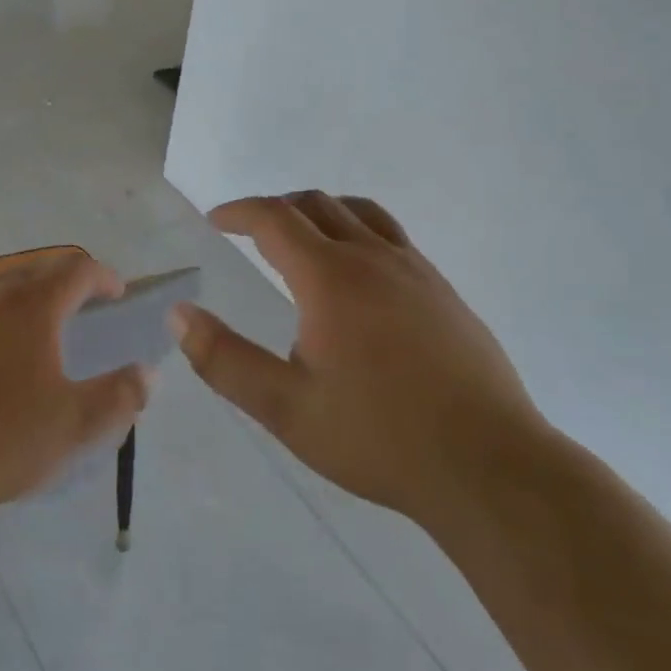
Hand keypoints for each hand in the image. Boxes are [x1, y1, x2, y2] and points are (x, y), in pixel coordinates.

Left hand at [0, 252, 150, 521]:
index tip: (116, 295)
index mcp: (31, 304)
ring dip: (20, 305)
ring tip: (28, 342)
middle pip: (34, 273)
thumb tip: (145, 374)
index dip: (103, 277)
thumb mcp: (74, 426)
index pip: (77, 269)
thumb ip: (119, 396)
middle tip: (78, 316)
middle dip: (63, 287)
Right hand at [175, 192, 542, 521]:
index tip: (217, 221)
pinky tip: (359, 276)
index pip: (275, 218)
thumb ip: (226, 360)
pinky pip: (392, 237)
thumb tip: (180, 315)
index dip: (239, 211)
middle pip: (316, 204)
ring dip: (320, 212)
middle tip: (250, 231)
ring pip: (359, 213)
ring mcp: (416, 270)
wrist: (489, 466)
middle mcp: (373, 257)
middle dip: (276, 208)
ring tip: (302, 238)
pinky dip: (358, 232)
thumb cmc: (380, 437)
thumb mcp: (287, 409)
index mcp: (331, 277)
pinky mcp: (444, 291)